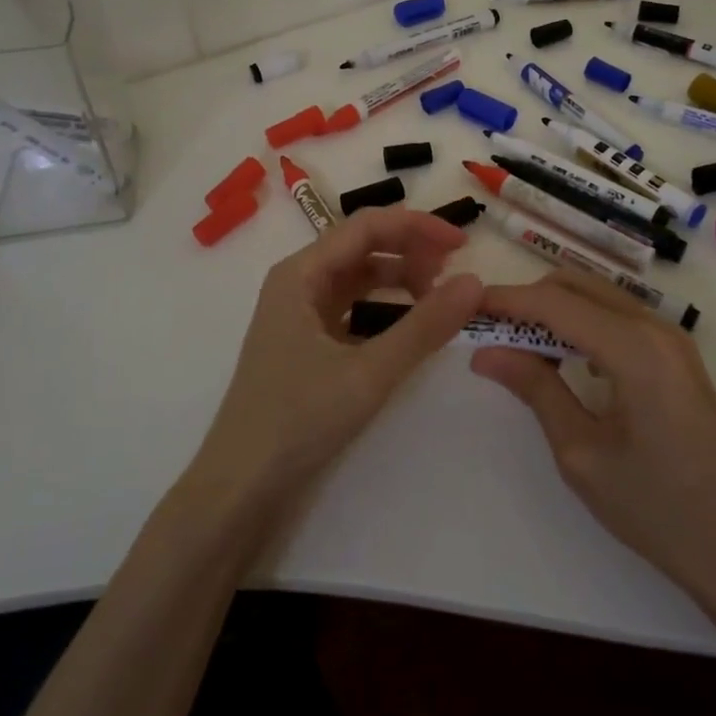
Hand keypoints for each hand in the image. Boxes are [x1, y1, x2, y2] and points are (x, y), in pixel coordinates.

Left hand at [188, 207, 482, 522]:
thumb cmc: (297, 421)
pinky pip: (352, 309)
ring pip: (358, 278)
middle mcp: (298, 283)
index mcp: (300, 274)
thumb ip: (424, 326)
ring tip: (437, 299)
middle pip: (362, 247)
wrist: (240, 489)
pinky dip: (384, 308)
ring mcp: (300, 315)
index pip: (366, 227)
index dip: (417, 227)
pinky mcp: (306, 344)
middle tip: (453, 278)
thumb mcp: (368, 372)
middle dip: (410, 253)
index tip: (462, 245)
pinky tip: (409, 326)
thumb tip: (474, 283)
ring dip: (399, 279)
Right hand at [472, 271, 715, 612]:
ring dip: (555, 310)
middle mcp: (656, 327)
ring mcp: (672, 339)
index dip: (505, 300)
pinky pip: (618, 318)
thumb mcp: (582, 453)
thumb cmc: (658, 510)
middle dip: (528, 300)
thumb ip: (535, 389)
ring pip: (597, 297)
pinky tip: (565, 360)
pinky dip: (582, 324)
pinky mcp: (677, 356)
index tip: (464, 307)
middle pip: (576, 285)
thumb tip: (486, 353)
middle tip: (488, 331)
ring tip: (519, 348)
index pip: (554, 302)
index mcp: (634, 348)